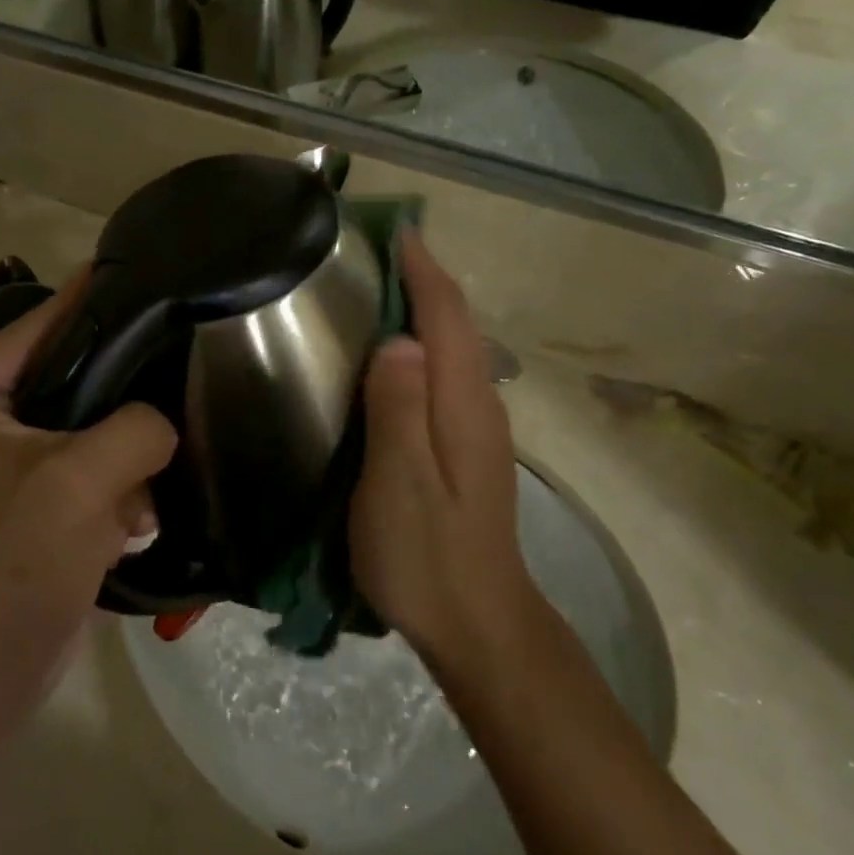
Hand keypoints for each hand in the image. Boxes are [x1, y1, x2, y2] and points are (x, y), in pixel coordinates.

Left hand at [0, 278, 176, 739]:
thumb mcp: (80, 483)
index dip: (87, 300)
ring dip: (114, 461)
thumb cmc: (10, 571)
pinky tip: (130, 524)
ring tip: (144, 489)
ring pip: (74, 430)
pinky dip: (105, 494)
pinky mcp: (12, 507)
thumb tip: (161, 421)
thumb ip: (136, 427)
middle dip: (114, 398)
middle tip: (170, 377)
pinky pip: (72, 472)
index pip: (31, 327)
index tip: (138, 271)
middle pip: (58, 380)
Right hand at [350, 233, 526, 658]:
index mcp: (462, 403)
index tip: (395, 229)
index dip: (423, 270)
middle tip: (373, 252)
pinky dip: (422, 345)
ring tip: (377, 289)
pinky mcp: (467, 449)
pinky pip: (444, 375)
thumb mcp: (400, 484)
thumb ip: (398, 410)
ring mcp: (477, 428)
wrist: (480, 625)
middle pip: (455, 325)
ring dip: (423, 310)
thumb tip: (399, 339)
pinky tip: (392, 357)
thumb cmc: (429, 555)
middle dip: (423, 280)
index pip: (447, 317)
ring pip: (452, 349)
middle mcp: (478, 404)